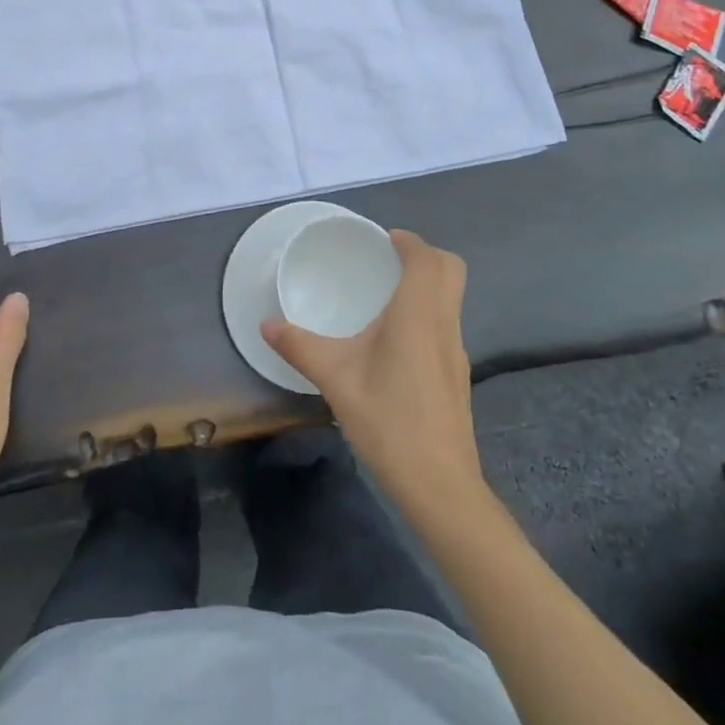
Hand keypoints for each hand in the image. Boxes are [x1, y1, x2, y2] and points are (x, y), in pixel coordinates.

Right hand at [262, 230, 481, 509]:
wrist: (439, 485)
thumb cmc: (388, 420)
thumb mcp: (335, 380)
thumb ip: (300, 347)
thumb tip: (266, 325)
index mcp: (418, 314)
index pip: (427, 258)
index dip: (410, 241)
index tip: (385, 240)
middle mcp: (444, 323)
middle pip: (451, 270)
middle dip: (425, 255)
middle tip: (388, 260)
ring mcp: (457, 351)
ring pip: (452, 297)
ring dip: (429, 283)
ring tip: (387, 294)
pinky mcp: (458, 375)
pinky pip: (447, 323)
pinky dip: (429, 311)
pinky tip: (397, 340)